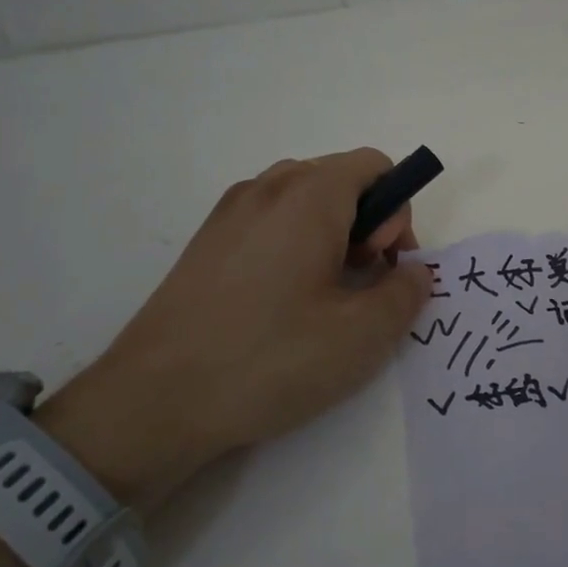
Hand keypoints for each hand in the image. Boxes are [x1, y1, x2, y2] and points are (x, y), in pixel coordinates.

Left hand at [41, 150, 431, 511]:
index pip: (376, 166)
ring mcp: (229, 212)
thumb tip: (413, 272)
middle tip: (358, 286)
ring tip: (322, 298)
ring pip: (304, 202)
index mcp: (309, 194)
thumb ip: (406, 293)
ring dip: (332, 236)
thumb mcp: (362, 334)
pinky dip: (294, 247)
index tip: (380, 267)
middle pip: (341, 180)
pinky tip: (281, 306)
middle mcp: (267, 187)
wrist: (154, 400)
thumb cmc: (270, 358)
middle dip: (368, 225)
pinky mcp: (206, 242)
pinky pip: (269, 222)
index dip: (396, 213)